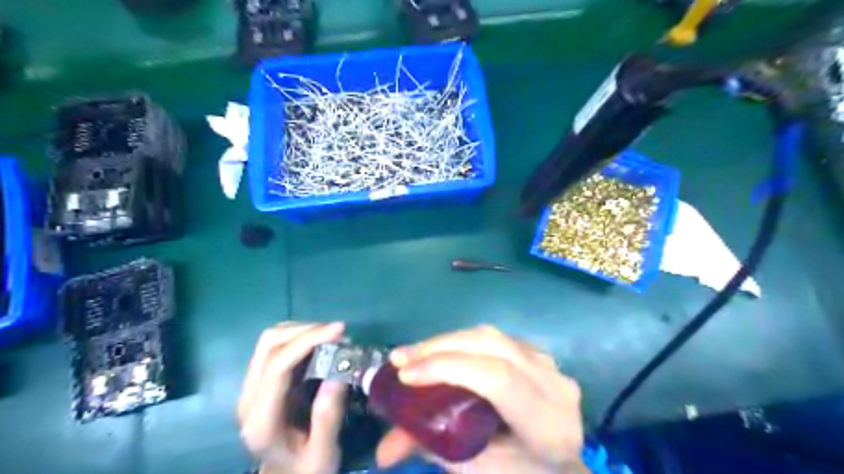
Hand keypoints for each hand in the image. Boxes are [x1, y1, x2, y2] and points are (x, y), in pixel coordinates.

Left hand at [237, 323, 344, 472]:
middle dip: (306, 330)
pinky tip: (319, 342)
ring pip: (269, 340)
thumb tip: (339, 375)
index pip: (278, 366)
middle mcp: (248, 398)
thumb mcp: (322, 454)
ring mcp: (251, 388)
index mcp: (261, 420)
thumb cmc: (305, 471)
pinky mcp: (259, 382)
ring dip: (302, 330)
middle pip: (269, 344)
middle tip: (339, 332)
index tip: (340, 331)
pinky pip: (275, 347)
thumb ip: (327, 418)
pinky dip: (298, 337)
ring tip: (332, 335)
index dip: (308, 341)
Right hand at [376, 326, 588, 473]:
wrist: (562, 468)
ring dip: (447, 341)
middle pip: (491, 345)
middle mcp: (554, 384)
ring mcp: (549, 364)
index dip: (448, 368)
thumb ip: (434, 450)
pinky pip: (495, 338)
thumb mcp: (478, 471)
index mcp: (547, 423)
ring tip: (414, 354)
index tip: (404, 376)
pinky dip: (463, 343)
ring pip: (491, 336)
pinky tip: (443, 353)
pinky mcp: (539, 354)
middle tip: (399, 359)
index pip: (497, 378)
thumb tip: (382, 449)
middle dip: (439, 348)